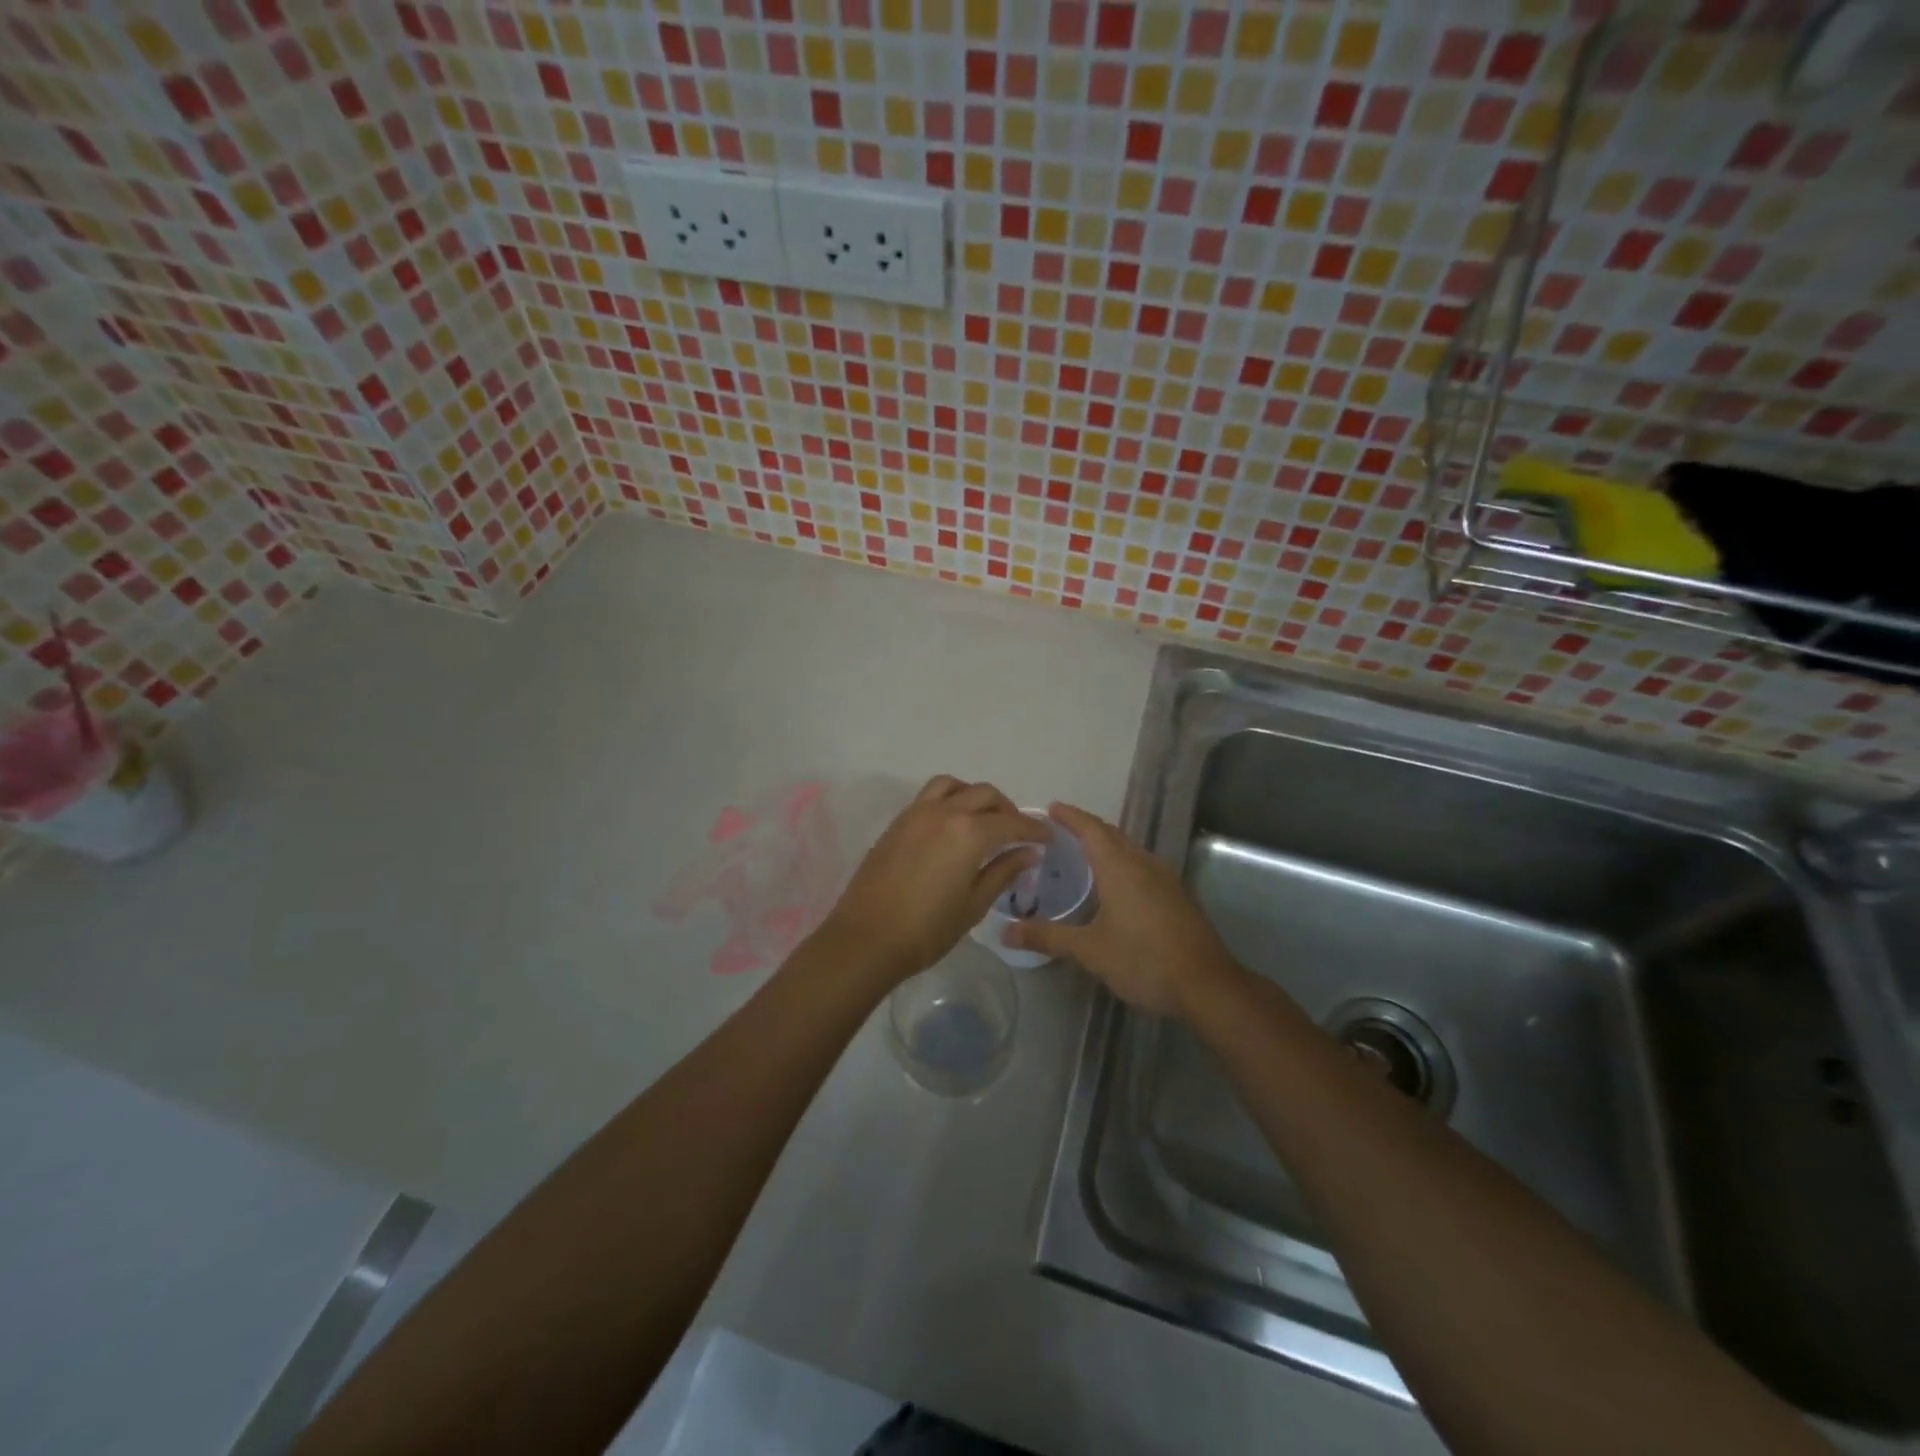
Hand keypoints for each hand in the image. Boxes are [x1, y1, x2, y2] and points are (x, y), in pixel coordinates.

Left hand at [819, 776, 1043, 986]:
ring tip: (983, 819)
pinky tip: (952, 826)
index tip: (1048, 837)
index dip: (1034, 828)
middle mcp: (944, 812)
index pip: (1011, 822)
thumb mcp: (974, 904)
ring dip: (974, 795)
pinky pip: (930, 796)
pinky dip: (949, 799)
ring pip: (953, 786)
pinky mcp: (897, 822)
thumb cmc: (927, 929)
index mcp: (969, 832)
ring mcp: (916, 813)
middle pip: (984, 794)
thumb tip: (1029, 852)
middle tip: (1018, 832)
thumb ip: (1003, 871)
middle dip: (1007, 809)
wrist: (866, 938)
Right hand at [1005, 802, 1239, 1018]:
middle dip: (1086, 827)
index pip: (1090, 829)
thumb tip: (1005, 932)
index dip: (1070, 816)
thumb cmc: (1143, 960)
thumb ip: (1048, 937)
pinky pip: (1142, 864)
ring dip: (1106, 843)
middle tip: (1060, 829)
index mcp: (1120, 867)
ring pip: (1130, 849)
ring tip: (1083, 852)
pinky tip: (1115, 883)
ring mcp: (1165, 878)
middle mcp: (1143, 863)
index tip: (1051, 807)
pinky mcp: (1176, 895)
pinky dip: (1122, 861)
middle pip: (1112, 834)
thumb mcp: (1090, 950)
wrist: (1207, 984)